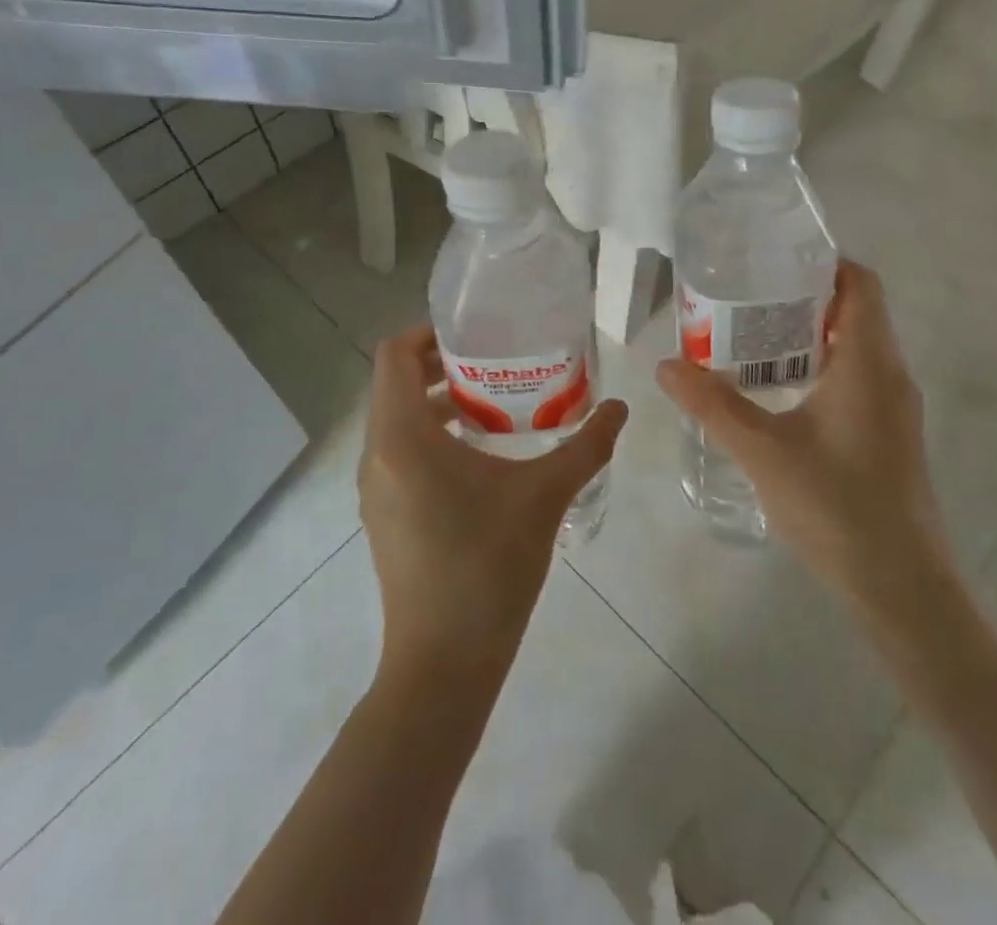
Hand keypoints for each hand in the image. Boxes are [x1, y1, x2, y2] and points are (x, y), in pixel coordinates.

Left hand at [359, 327, 626, 680]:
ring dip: (436, 401)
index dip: (427, 332)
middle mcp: (378, 455)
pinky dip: (430, 435)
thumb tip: (620, 407)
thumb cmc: (488, 566)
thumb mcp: (545, 496)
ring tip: (492, 403)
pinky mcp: (384, 515)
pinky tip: (480, 454)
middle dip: (439, 364)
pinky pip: (399, 452)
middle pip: (394, 384)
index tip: (474, 333)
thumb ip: (587, 445)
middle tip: (494, 361)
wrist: (444, 664)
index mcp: (402, 437)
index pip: (393, 356)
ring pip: (396, 420)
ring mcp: (376, 488)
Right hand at [656, 262, 953, 618]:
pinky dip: (820, 369)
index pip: (860, 284)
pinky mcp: (889, 436)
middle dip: (803, 298)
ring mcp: (894, 408)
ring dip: (810, 337)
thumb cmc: (837, 507)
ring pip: (855, 348)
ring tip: (753, 339)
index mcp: (868, 362)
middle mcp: (890, 375)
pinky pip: (856, 379)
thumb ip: (713, 404)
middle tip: (747, 298)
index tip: (773, 261)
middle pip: (854, 311)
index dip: (823, 263)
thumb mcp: (763, 451)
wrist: (902, 588)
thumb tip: (665, 365)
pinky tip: (778, 392)